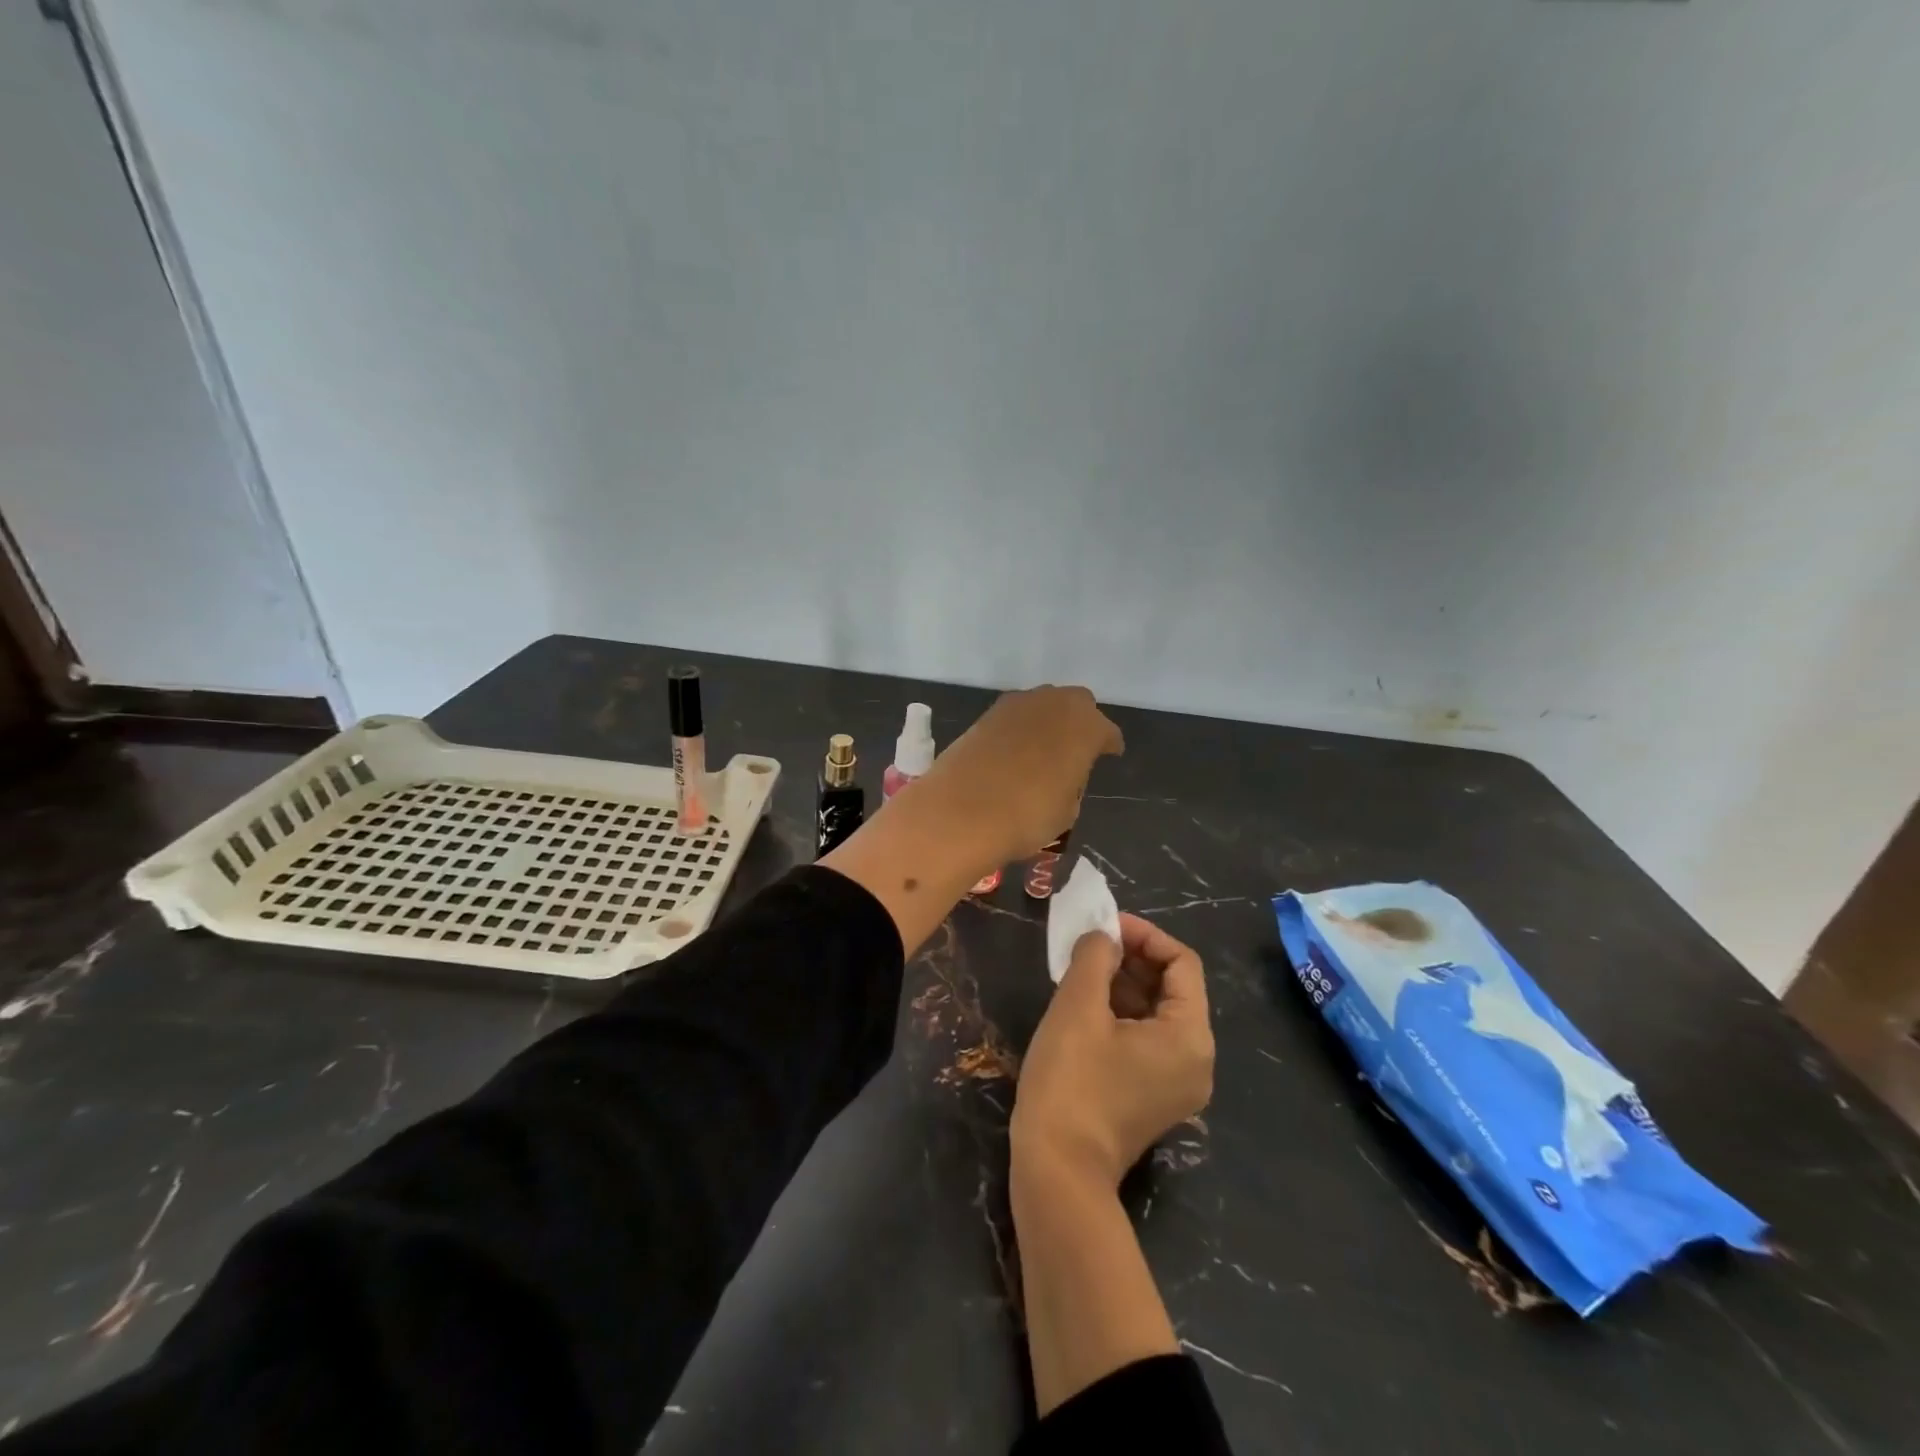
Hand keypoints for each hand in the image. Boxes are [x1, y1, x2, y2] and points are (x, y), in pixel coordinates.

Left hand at [914, 686, 1123, 866]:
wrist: (961, 811)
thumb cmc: (1027, 816)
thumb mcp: (1067, 809)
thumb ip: (1072, 782)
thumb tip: (1063, 775)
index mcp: (1086, 727)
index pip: (1106, 732)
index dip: (1109, 744)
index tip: (1110, 754)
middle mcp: (1054, 704)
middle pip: (1076, 703)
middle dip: (1080, 721)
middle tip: (1077, 746)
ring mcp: (1017, 705)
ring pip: (1043, 703)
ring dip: (1048, 720)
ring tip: (1045, 747)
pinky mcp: (986, 714)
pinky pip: (1015, 715)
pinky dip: (1020, 727)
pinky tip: (1016, 749)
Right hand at [1011, 914, 1213, 1189]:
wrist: (1058, 1171)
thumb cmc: (1071, 1081)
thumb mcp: (1079, 1006)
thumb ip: (1096, 956)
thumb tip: (1104, 937)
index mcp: (1190, 1036)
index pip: (1182, 963)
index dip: (1144, 935)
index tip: (1104, 926)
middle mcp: (1197, 1060)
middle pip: (1173, 988)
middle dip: (1132, 959)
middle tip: (1088, 946)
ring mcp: (1178, 1084)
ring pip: (1157, 1013)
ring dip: (1123, 984)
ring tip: (1079, 971)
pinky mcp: (1154, 1097)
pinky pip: (1147, 1040)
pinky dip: (1121, 1014)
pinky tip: (1084, 1006)